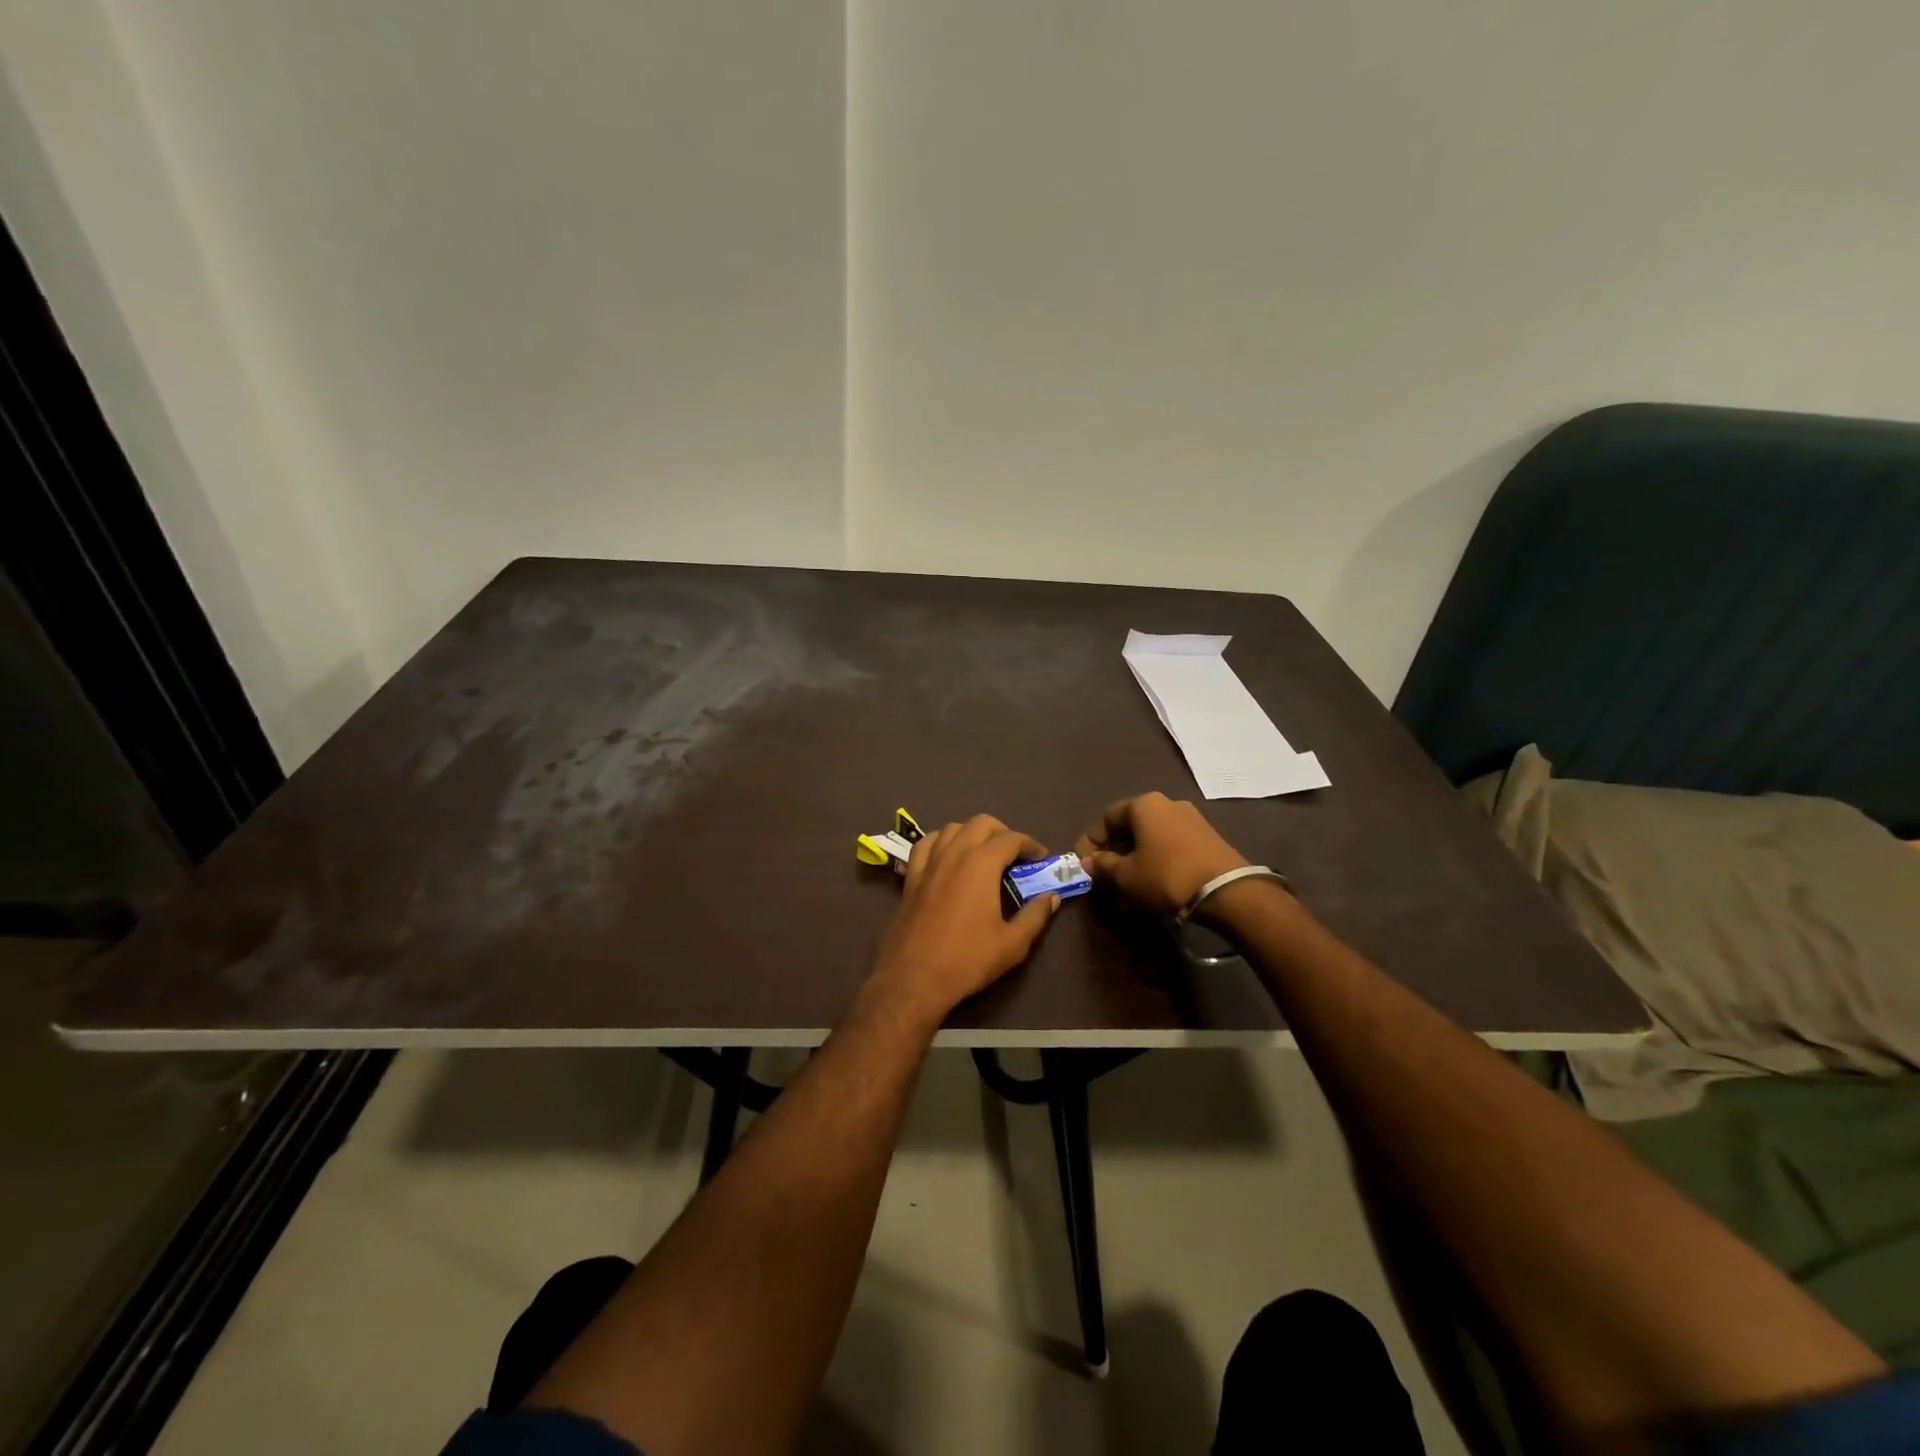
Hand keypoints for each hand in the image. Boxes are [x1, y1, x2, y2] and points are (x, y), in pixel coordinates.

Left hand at [867, 815, 1061, 1024]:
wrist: (914, 978)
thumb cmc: (967, 960)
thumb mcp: (1012, 943)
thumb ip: (1036, 915)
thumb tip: (1052, 897)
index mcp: (981, 864)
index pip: (1011, 839)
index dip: (1030, 845)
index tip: (1041, 858)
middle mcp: (954, 853)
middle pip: (981, 823)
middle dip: (1002, 832)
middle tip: (1015, 855)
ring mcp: (929, 863)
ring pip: (952, 828)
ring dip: (972, 833)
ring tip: (984, 853)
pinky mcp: (911, 877)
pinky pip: (926, 844)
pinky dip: (941, 842)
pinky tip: (948, 856)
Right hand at [1074, 791, 1249, 917]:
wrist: (1227, 892)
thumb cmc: (1165, 876)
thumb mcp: (1126, 875)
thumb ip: (1103, 865)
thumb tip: (1088, 862)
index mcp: (1143, 804)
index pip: (1106, 818)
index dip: (1091, 842)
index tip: (1085, 866)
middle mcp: (1167, 804)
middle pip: (1130, 828)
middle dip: (1114, 854)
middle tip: (1105, 880)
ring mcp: (1191, 820)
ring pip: (1151, 840)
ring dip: (1135, 862)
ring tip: (1127, 892)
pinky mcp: (1208, 839)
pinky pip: (1171, 848)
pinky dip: (1156, 864)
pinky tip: (1152, 889)